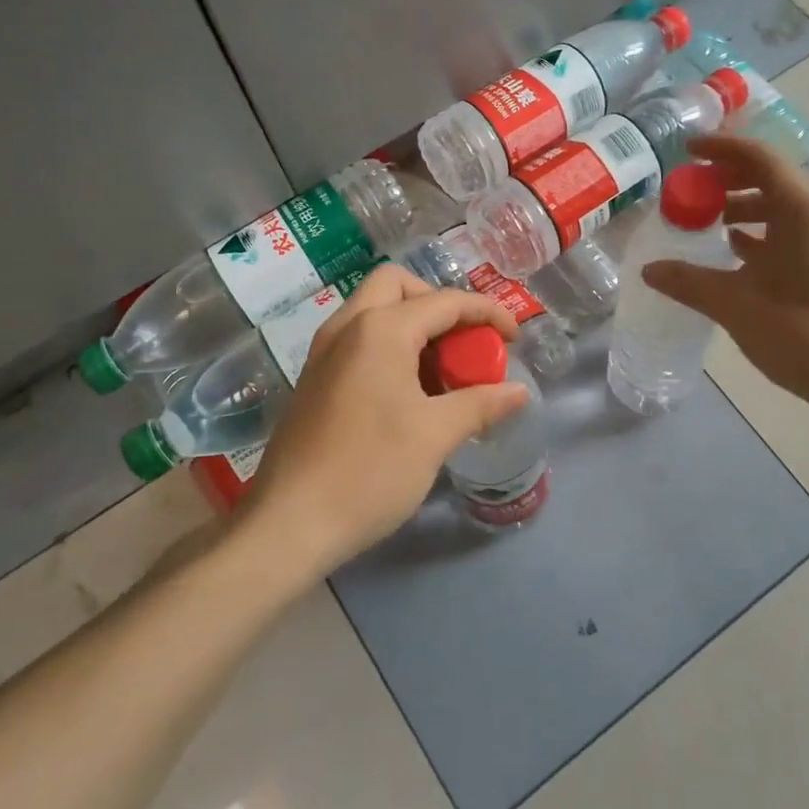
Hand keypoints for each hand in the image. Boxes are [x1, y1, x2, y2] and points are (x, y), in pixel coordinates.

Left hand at [243, 264, 529, 579]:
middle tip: (463, 342)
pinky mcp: (314, 378)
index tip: (514, 338)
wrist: (289, 524)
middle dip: (438, 303)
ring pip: (372, 309)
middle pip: (397, 285)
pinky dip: (388, 345)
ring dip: (412, 323)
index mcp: (380, 330)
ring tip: (441, 371)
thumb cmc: (369, 471)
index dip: (487, 313)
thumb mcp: (435, 435)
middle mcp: (347, 327)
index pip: (445, 301)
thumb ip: (480, 404)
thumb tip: (519, 392)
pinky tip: (406, 391)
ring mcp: (324, 352)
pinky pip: (357, 339)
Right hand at [642, 134, 808, 422]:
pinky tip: (735, 256)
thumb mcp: (735, 304)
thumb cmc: (802, 332)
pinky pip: (793, 233)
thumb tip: (649, 270)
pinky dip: (762, 234)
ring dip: (744, 208)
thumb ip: (689, 282)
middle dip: (728, 180)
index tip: (686, 150)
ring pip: (783, 208)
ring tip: (706, 224)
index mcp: (802, 209)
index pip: (758, 158)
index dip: (720, 149)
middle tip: (690, 191)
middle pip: (772, 178)